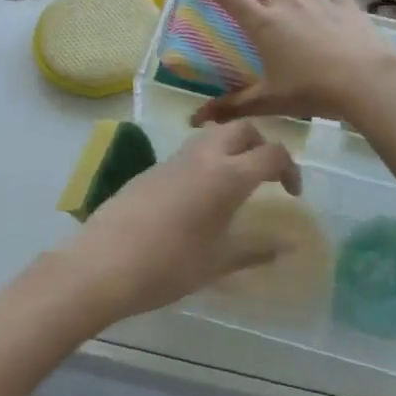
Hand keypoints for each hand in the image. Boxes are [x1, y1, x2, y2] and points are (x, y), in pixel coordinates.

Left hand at [59, 122, 300, 323]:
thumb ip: (256, 249)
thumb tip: (288, 246)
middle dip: (260, 145)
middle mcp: (202, 157)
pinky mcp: (151, 168)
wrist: (103, 264)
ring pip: (212, 134)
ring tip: (234, 182)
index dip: (290, 169)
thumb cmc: (168, 266)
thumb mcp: (217, 262)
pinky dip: (206, 160)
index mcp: (226, 176)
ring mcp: (173, 159)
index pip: (270, 153)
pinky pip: (188, 151)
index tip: (292, 194)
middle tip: (265, 176)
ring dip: (231, 147)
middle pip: (241, 129)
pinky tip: (198, 196)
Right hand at [187, 0, 395, 125]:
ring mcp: (321, 1)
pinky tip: (332, 16)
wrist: (365, 81)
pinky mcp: (348, 6)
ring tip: (300, 11)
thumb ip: (232, 107)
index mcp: (264, 23)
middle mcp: (289, 4)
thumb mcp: (268, 101)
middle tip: (265, 7)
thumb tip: (196, 118)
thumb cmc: (310, 90)